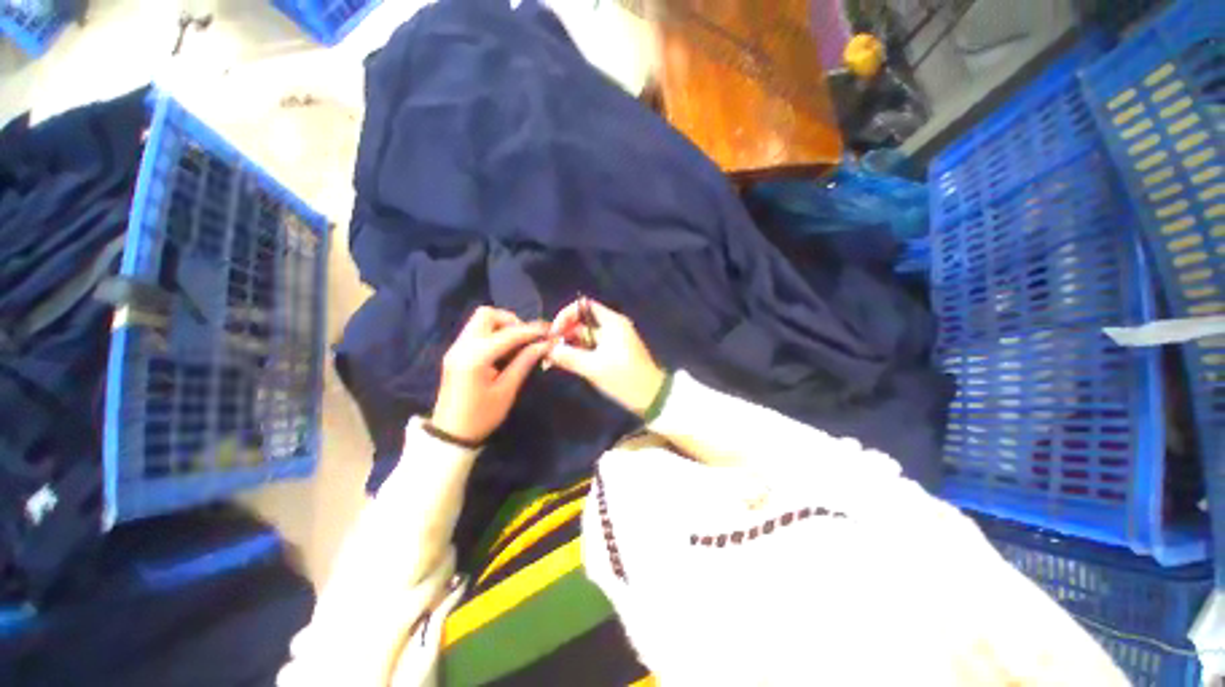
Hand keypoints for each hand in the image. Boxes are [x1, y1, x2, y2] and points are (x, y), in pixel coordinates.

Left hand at [431, 307, 548, 444]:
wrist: (450, 434)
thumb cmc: (481, 416)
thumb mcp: (506, 390)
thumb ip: (524, 362)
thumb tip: (544, 344)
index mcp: (475, 358)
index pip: (508, 334)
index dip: (531, 331)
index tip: (549, 331)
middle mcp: (462, 346)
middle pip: (487, 314)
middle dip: (511, 321)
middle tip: (527, 338)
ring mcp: (455, 348)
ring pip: (480, 320)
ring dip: (502, 326)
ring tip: (518, 344)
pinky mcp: (455, 352)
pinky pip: (476, 331)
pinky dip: (493, 333)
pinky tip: (505, 350)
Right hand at [545, 298, 665, 415]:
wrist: (651, 396)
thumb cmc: (624, 378)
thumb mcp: (594, 367)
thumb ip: (569, 356)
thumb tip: (548, 349)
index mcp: (612, 322)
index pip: (583, 306)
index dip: (565, 315)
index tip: (554, 333)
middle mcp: (612, 326)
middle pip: (582, 322)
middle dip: (563, 334)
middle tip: (547, 350)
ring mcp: (612, 340)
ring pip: (584, 337)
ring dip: (568, 345)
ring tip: (550, 360)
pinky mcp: (612, 353)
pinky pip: (590, 347)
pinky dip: (577, 353)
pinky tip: (563, 363)